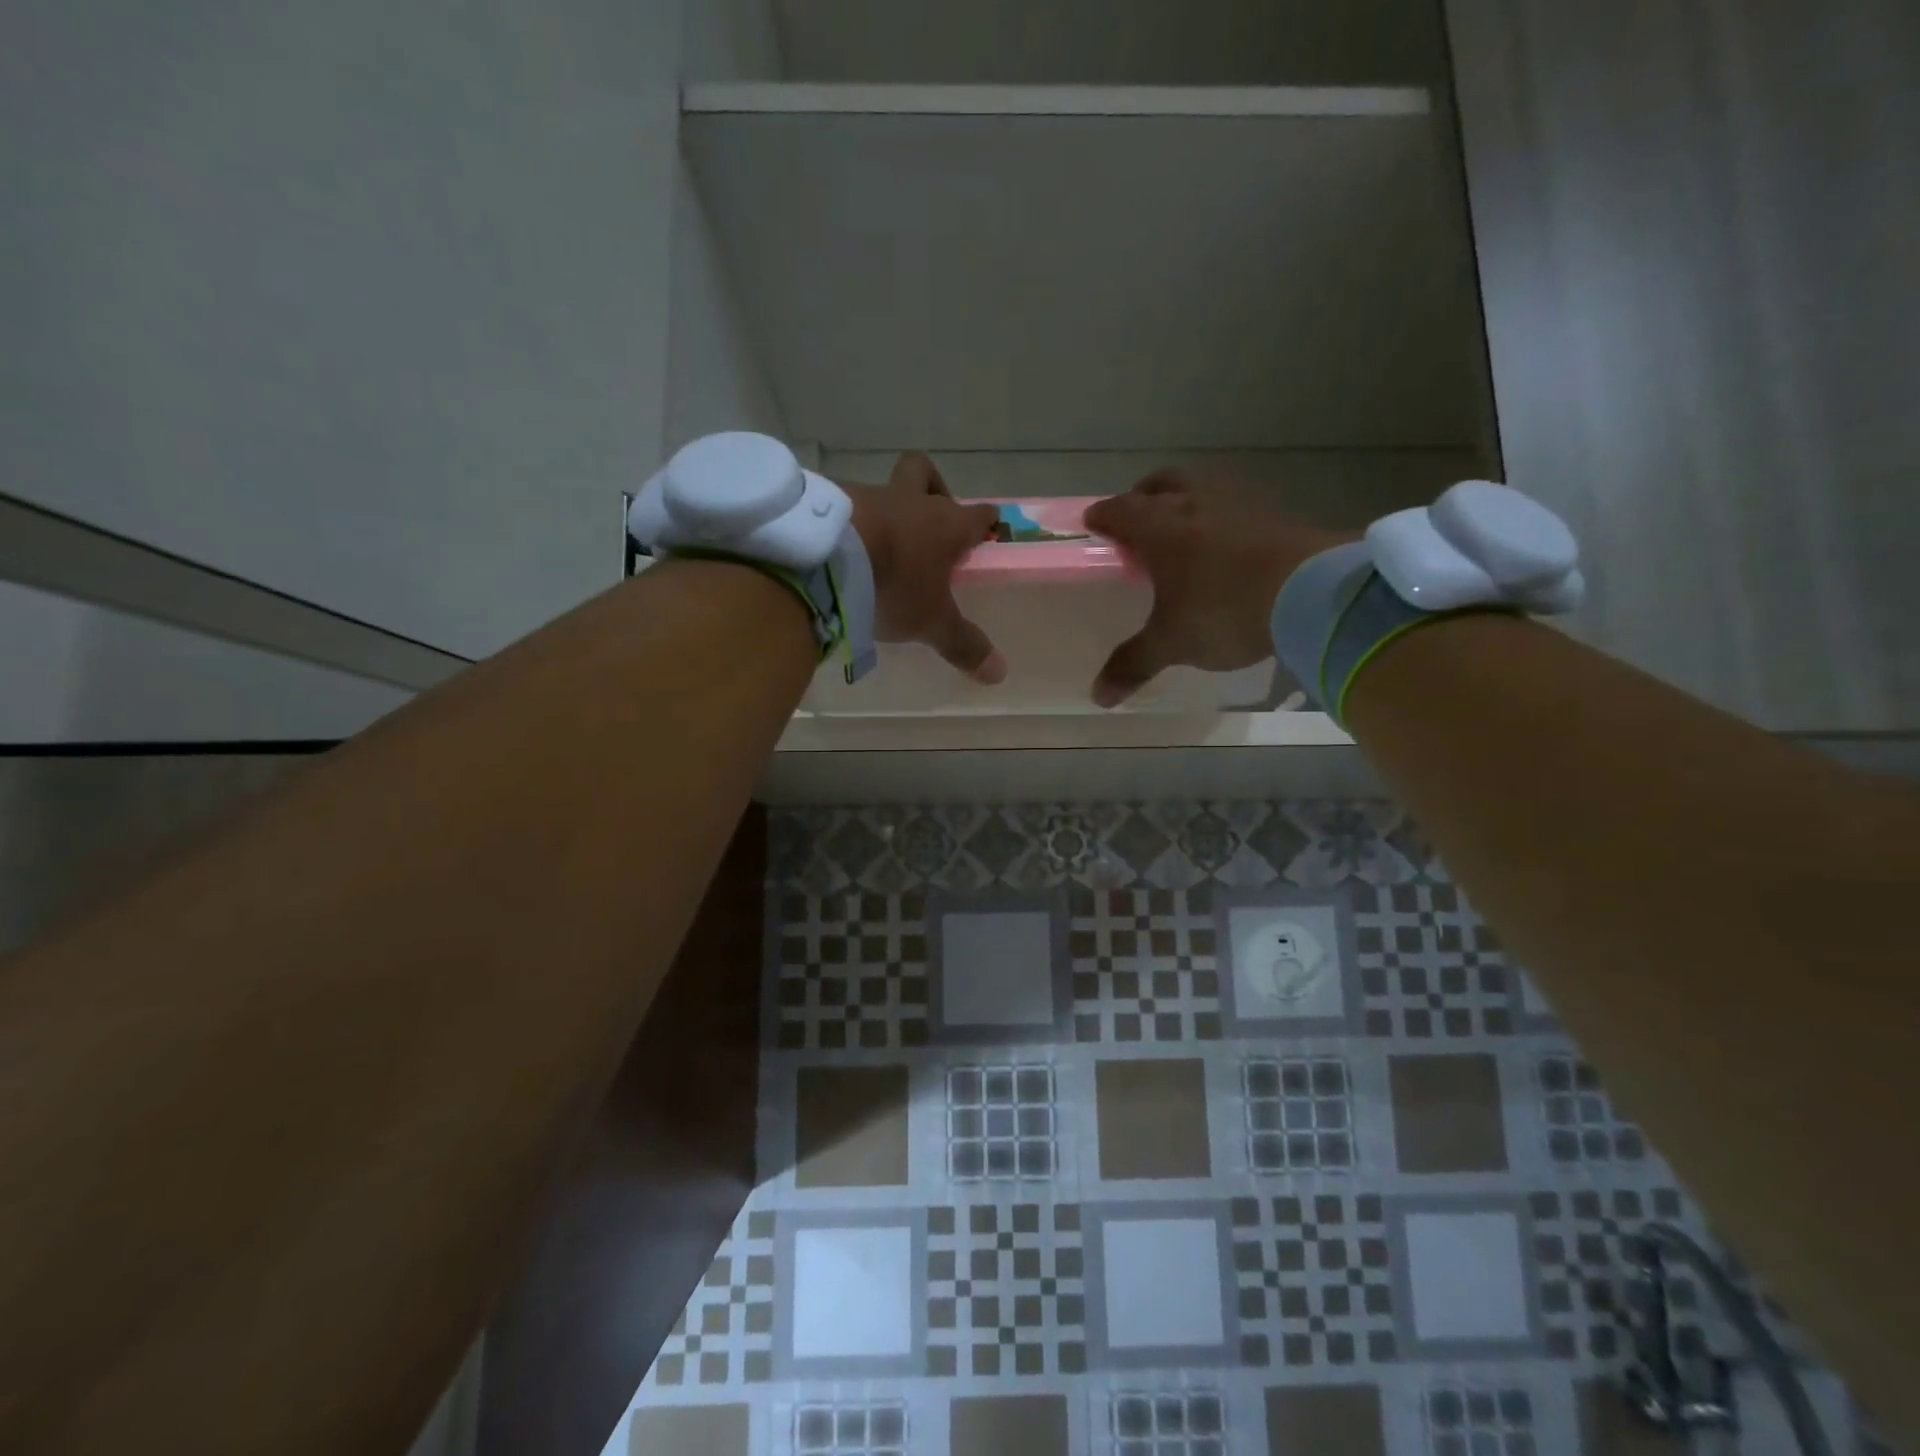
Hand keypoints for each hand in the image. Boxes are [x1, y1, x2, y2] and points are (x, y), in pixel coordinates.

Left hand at [847, 452, 1006, 682]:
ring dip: (882, 513)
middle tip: (927, 523)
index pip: (978, 513)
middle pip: (924, 472)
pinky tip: (838, 549)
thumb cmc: (893, 585)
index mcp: (944, 524)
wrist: (824, 560)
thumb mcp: (931, 622)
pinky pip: (840, 506)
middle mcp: (907, 500)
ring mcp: (864, 496)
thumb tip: (1000, 673)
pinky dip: (844, 524)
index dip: (985, 521)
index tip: (986, 530)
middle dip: (932, 488)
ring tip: (873, 549)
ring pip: (879, 491)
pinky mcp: (824, 501)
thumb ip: (963, 645)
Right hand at [1084, 470, 1355, 706]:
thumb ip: (1134, 664)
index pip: (1119, 510)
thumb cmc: (1224, 610)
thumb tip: (1099, 697)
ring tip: (1185, 531)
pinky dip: (1224, 519)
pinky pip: (1239, 506)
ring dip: (1187, 501)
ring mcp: (1240, 503)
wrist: (1312, 592)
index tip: (1092, 523)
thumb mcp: (1173, 643)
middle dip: (1143, 496)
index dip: (1102, 516)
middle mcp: (1196, 504)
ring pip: (1202, 488)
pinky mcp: (1277, 513)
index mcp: (1160, 528)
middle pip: (1161, 484)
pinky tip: (1230, 546)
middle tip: (1137, 519)